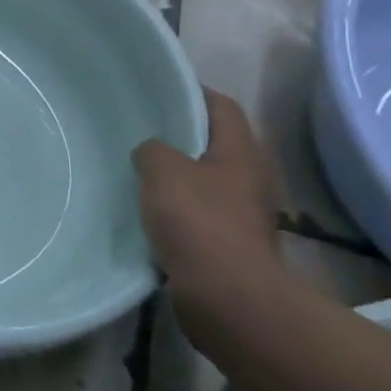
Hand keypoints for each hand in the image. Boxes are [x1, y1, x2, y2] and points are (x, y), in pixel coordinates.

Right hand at [131, 90, 283, 339]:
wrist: (228, 298)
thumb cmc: (199, 223)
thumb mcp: (162, 171)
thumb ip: (152, 149)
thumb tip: (151, 152)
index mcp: (243, 152)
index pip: (222, 106)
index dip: (192, 92)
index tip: (157, 91)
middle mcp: (251, 178)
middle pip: (216, 143)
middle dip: (181, 136)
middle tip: (140, 131)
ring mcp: (245, 213)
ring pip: (207, 180)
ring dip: (178, 175)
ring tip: (138, 171)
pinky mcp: (232, 244)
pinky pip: (201, 212)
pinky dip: (178, 208)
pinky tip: (148, 211)